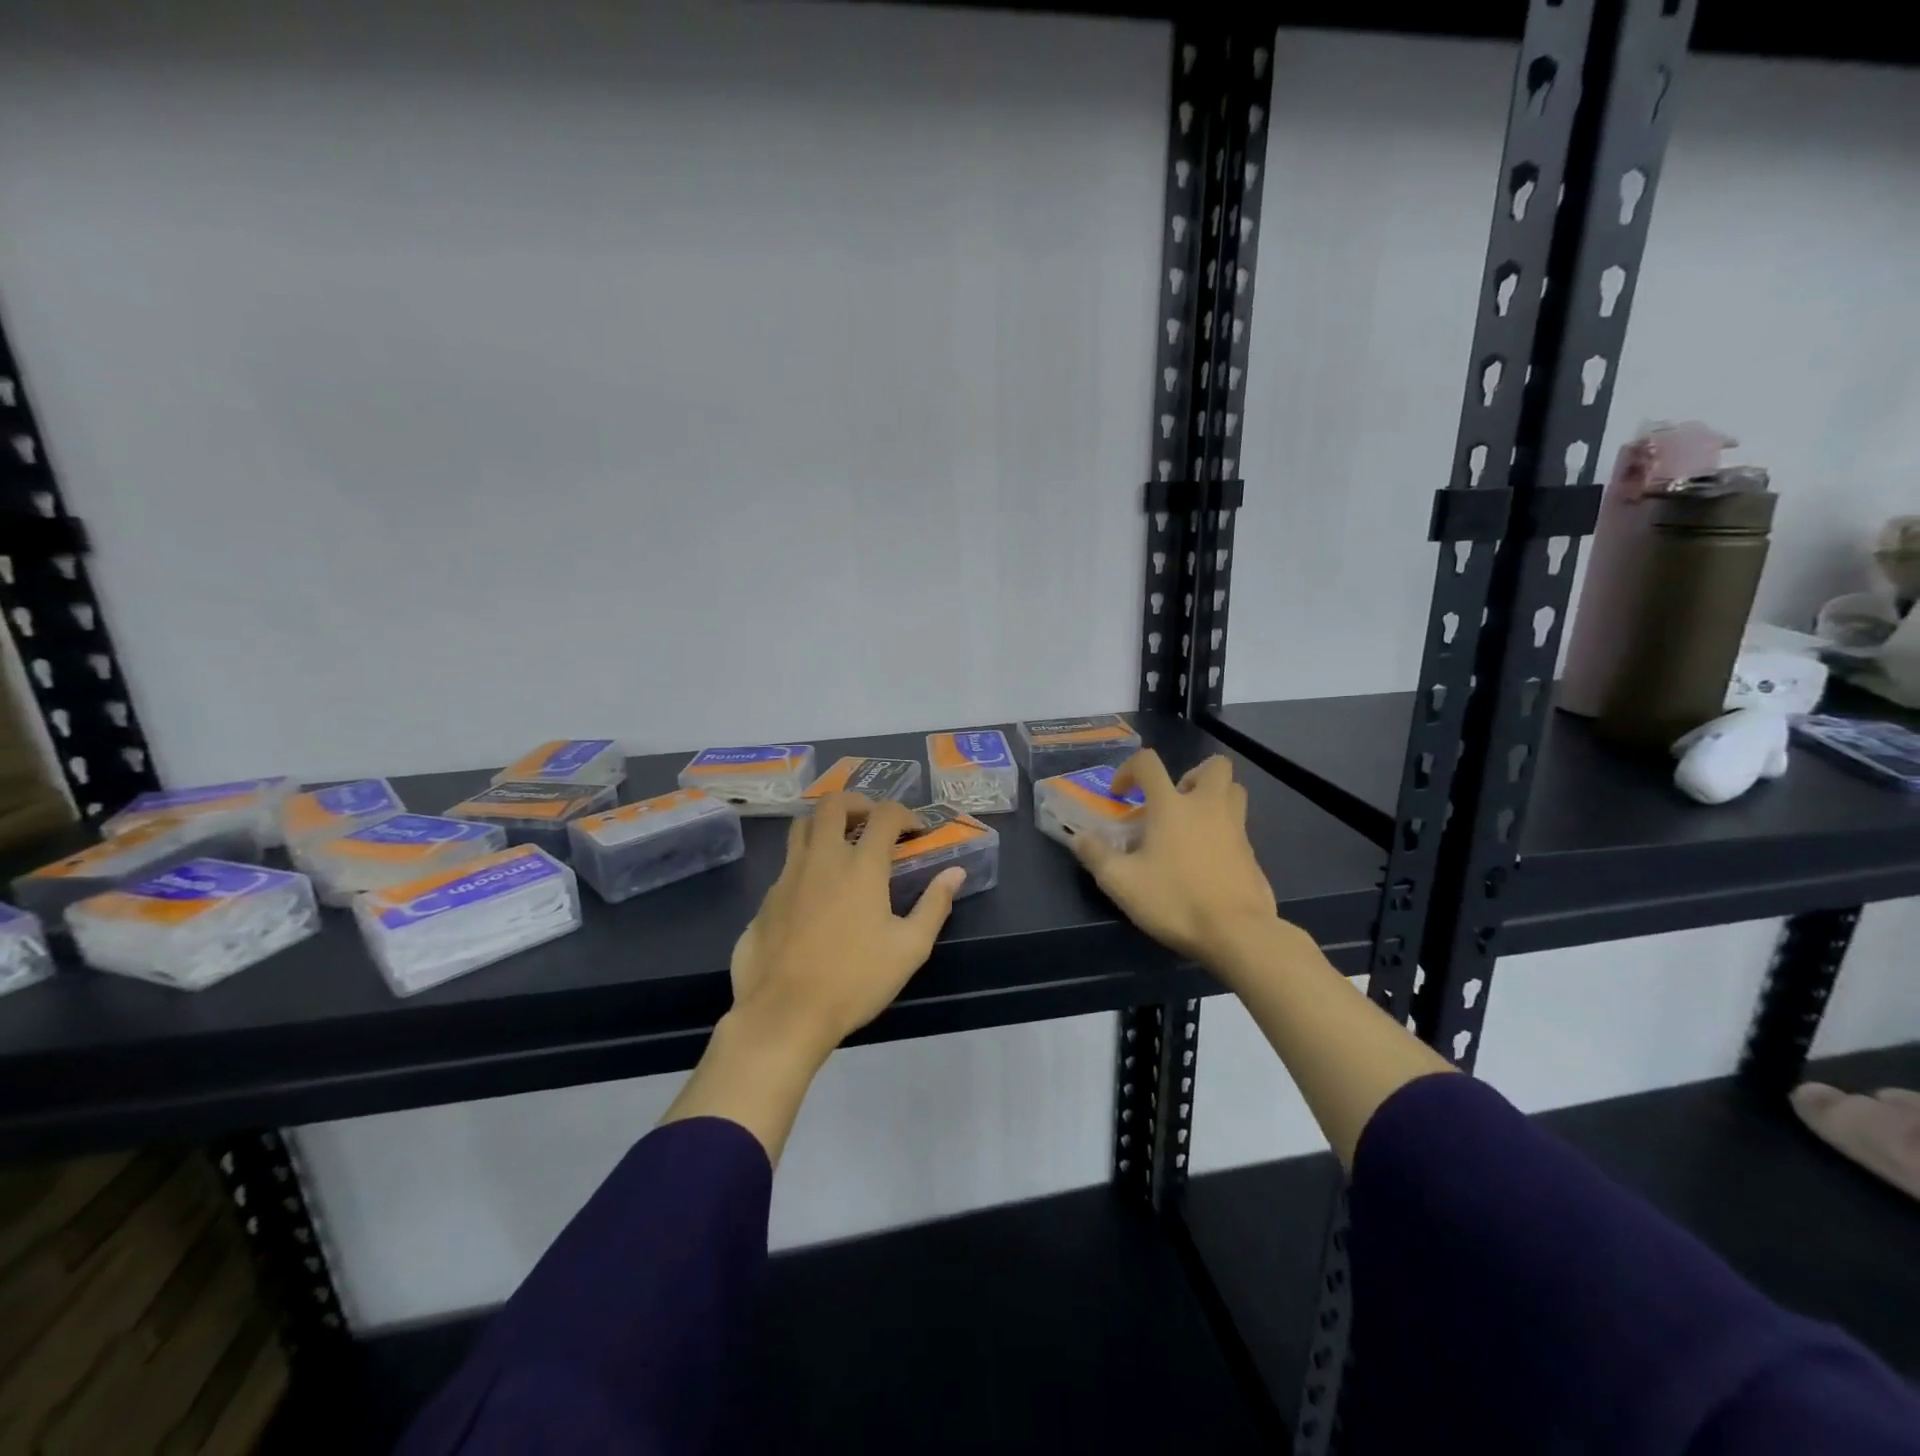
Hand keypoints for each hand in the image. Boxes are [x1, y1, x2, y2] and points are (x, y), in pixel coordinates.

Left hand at [729, 794, 964, 1057]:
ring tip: (842, 844)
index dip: (904, 814)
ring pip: (802, 826)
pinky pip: (788, 862)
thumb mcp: (909, 948)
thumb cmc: (855, 980)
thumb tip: (955, 873)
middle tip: (872, 821)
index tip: (914, 830)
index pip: (884, 814)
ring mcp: (788, 875)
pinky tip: (817, 892)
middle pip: (833, 804)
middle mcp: (822, 858)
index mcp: (861, 866)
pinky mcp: (767, 898)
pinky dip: (806, 860)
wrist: (784, 1013)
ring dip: (825, 823)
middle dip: (857, 802)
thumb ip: (934, 905)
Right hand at [1070, 750, 1280, 967]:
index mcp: (1172, 805)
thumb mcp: (1121, 882)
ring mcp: (1236, 828)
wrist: (1237, 933)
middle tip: (1174, 801)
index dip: (1129, 770)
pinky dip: (1223, 831)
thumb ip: (1096, 855)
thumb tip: (1080, 838)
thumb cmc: (1175, 900)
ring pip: (1234, 791)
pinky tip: (1206, 859)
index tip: (1120, 795)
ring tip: (1192, 824)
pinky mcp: (1252, 853)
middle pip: (1214, 765)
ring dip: (1213, 797)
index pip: (1148, 763)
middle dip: (1192, 775)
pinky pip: (1239, 826)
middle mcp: (1208, 806)